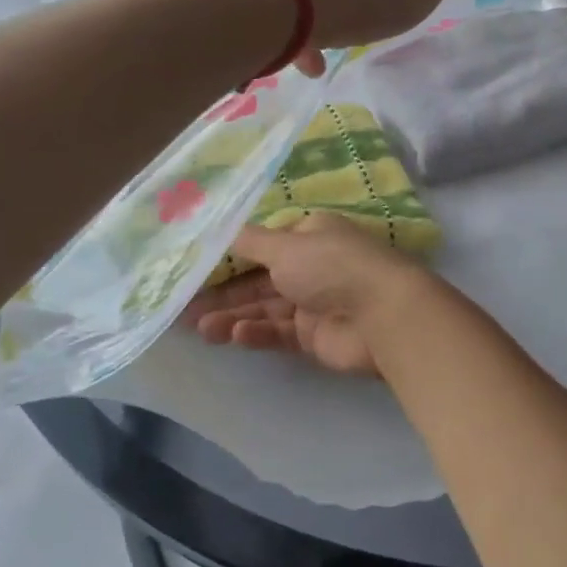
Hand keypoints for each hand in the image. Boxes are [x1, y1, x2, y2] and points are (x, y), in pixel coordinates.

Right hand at [182, 216, 434, 376]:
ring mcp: (314, 303)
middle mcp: (312, 266)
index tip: (196, 267)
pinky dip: (257, 332)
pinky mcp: (315, 337)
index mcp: (310, 236)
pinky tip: (234, 335)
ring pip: (265, 308)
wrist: (382, 316)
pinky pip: (279, 332)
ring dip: (233, 315)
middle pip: (259, 279)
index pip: (264, 243)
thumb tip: (223, 229)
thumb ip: (251, 242)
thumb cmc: (332, 267)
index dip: (230, 255)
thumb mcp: (285, 245)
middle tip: (184, 305)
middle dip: (224, 291)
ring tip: (199, 327)